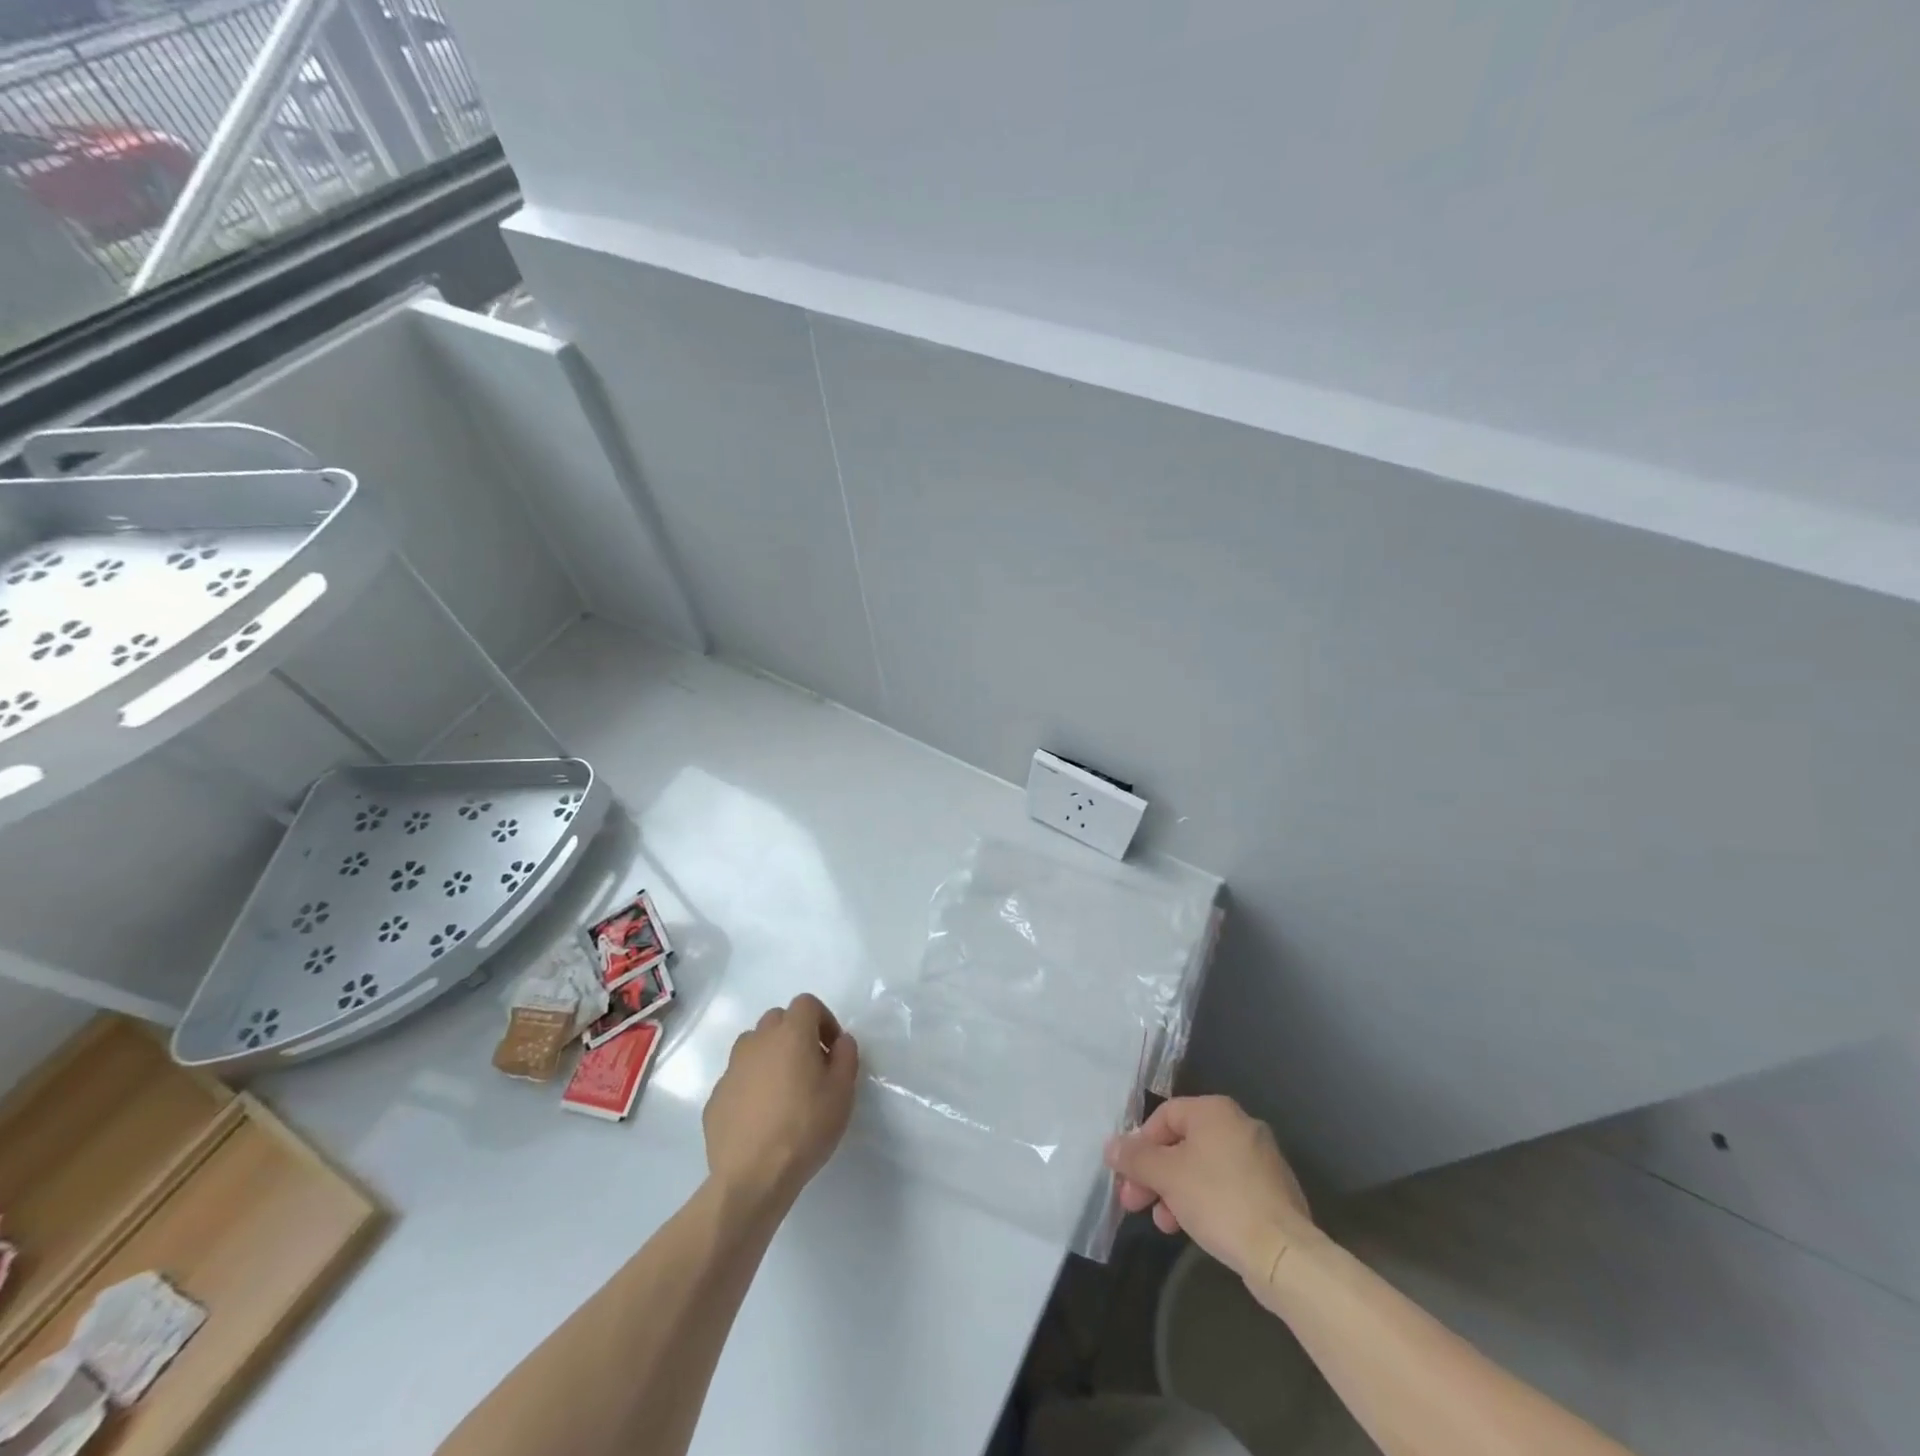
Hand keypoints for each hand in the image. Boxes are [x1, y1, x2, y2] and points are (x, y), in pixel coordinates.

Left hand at [704, 993, 858, 1210]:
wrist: (752, 1177)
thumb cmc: (805, 1128)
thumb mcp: (843, 1091)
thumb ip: (846, 1056)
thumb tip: (840, 1041)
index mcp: (791, 1033)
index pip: (807, 1003)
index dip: (823, 1020)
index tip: (832, 1049)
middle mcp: (758, 1041)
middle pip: (777, 1019)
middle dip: (795, 1034)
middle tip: (809, 1066)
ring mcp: (732, 1069)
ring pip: (753, 1046)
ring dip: (770, 1056)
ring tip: (783, 1090)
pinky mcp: (716, 1097)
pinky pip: (738, 1078)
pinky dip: (751, 1086)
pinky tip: (761, 1117)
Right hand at [1105, 1095, 1319, 1285]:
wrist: (1283, 1254)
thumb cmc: (1219, 1200)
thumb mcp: (1167, 1176)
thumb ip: (1135, 1158)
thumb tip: (1111, 1146)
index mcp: (1215, 1111)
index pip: (1165, 1115)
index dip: (1140, 1143)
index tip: (1127, 1174)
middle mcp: (1239, 1125)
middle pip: (1182, 1143)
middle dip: (1154, 1174)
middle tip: (1134, 1202)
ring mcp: (1260, 1159)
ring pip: (1203, 1168)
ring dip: (1175, 1192)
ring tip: (1163, 1223)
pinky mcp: (1271, 1192)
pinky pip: (1226, 1188)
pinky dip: (1204, 1201)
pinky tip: (1192, 1227)